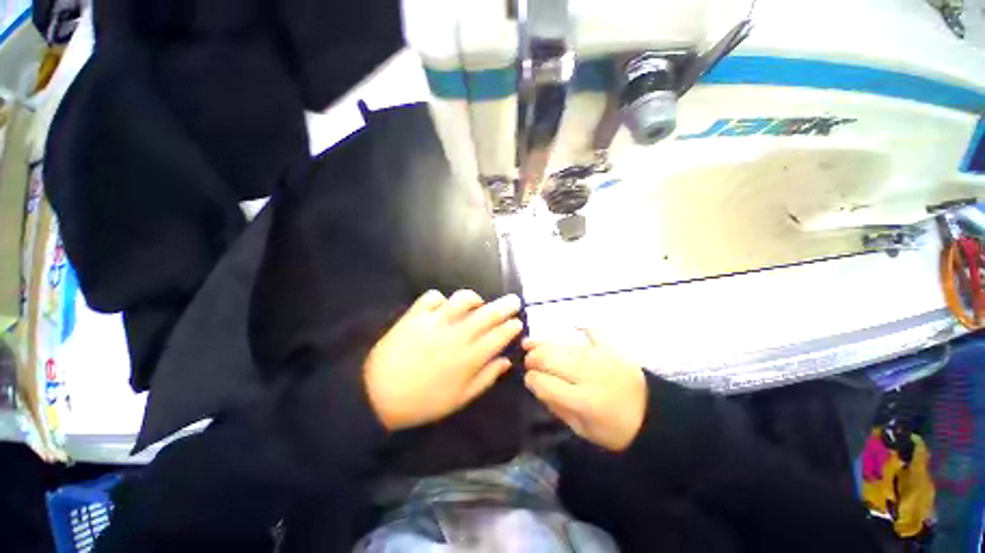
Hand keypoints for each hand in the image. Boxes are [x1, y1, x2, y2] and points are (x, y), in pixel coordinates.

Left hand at [363, 290, 522, 430]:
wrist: (378, 395)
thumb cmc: (423, 402)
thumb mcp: (459, 400)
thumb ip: (486, 378)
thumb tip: (506, 361)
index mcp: (469, 358)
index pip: (499, 336)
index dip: (511, 327)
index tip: (518, 322)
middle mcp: (456, 335)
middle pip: (488, 314)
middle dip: (505, 306)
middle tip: (513, 301)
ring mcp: (435, 322)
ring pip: (463, 299)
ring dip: (474, 299)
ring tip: (477, 303)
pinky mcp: (415, 315)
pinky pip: (433, 296)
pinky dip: (441, 298)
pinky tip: (443, 307)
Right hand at [523, 330, 646, 451]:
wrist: (653, 418)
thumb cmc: (614, 430)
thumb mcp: (582, 430)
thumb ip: (556, 406)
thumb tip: (536, 384)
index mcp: (584, 401)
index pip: (545, 383)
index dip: (531, 380)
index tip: (528, 380)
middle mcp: (590, 374)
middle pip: (550, 358)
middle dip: (533, 358)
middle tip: (528, 362)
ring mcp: (601, 357)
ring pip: (563, 346)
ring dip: (545, 345)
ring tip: (532, 344)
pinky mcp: (613, 348)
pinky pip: (594, 332)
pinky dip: (583, 328)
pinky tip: (573, 325)